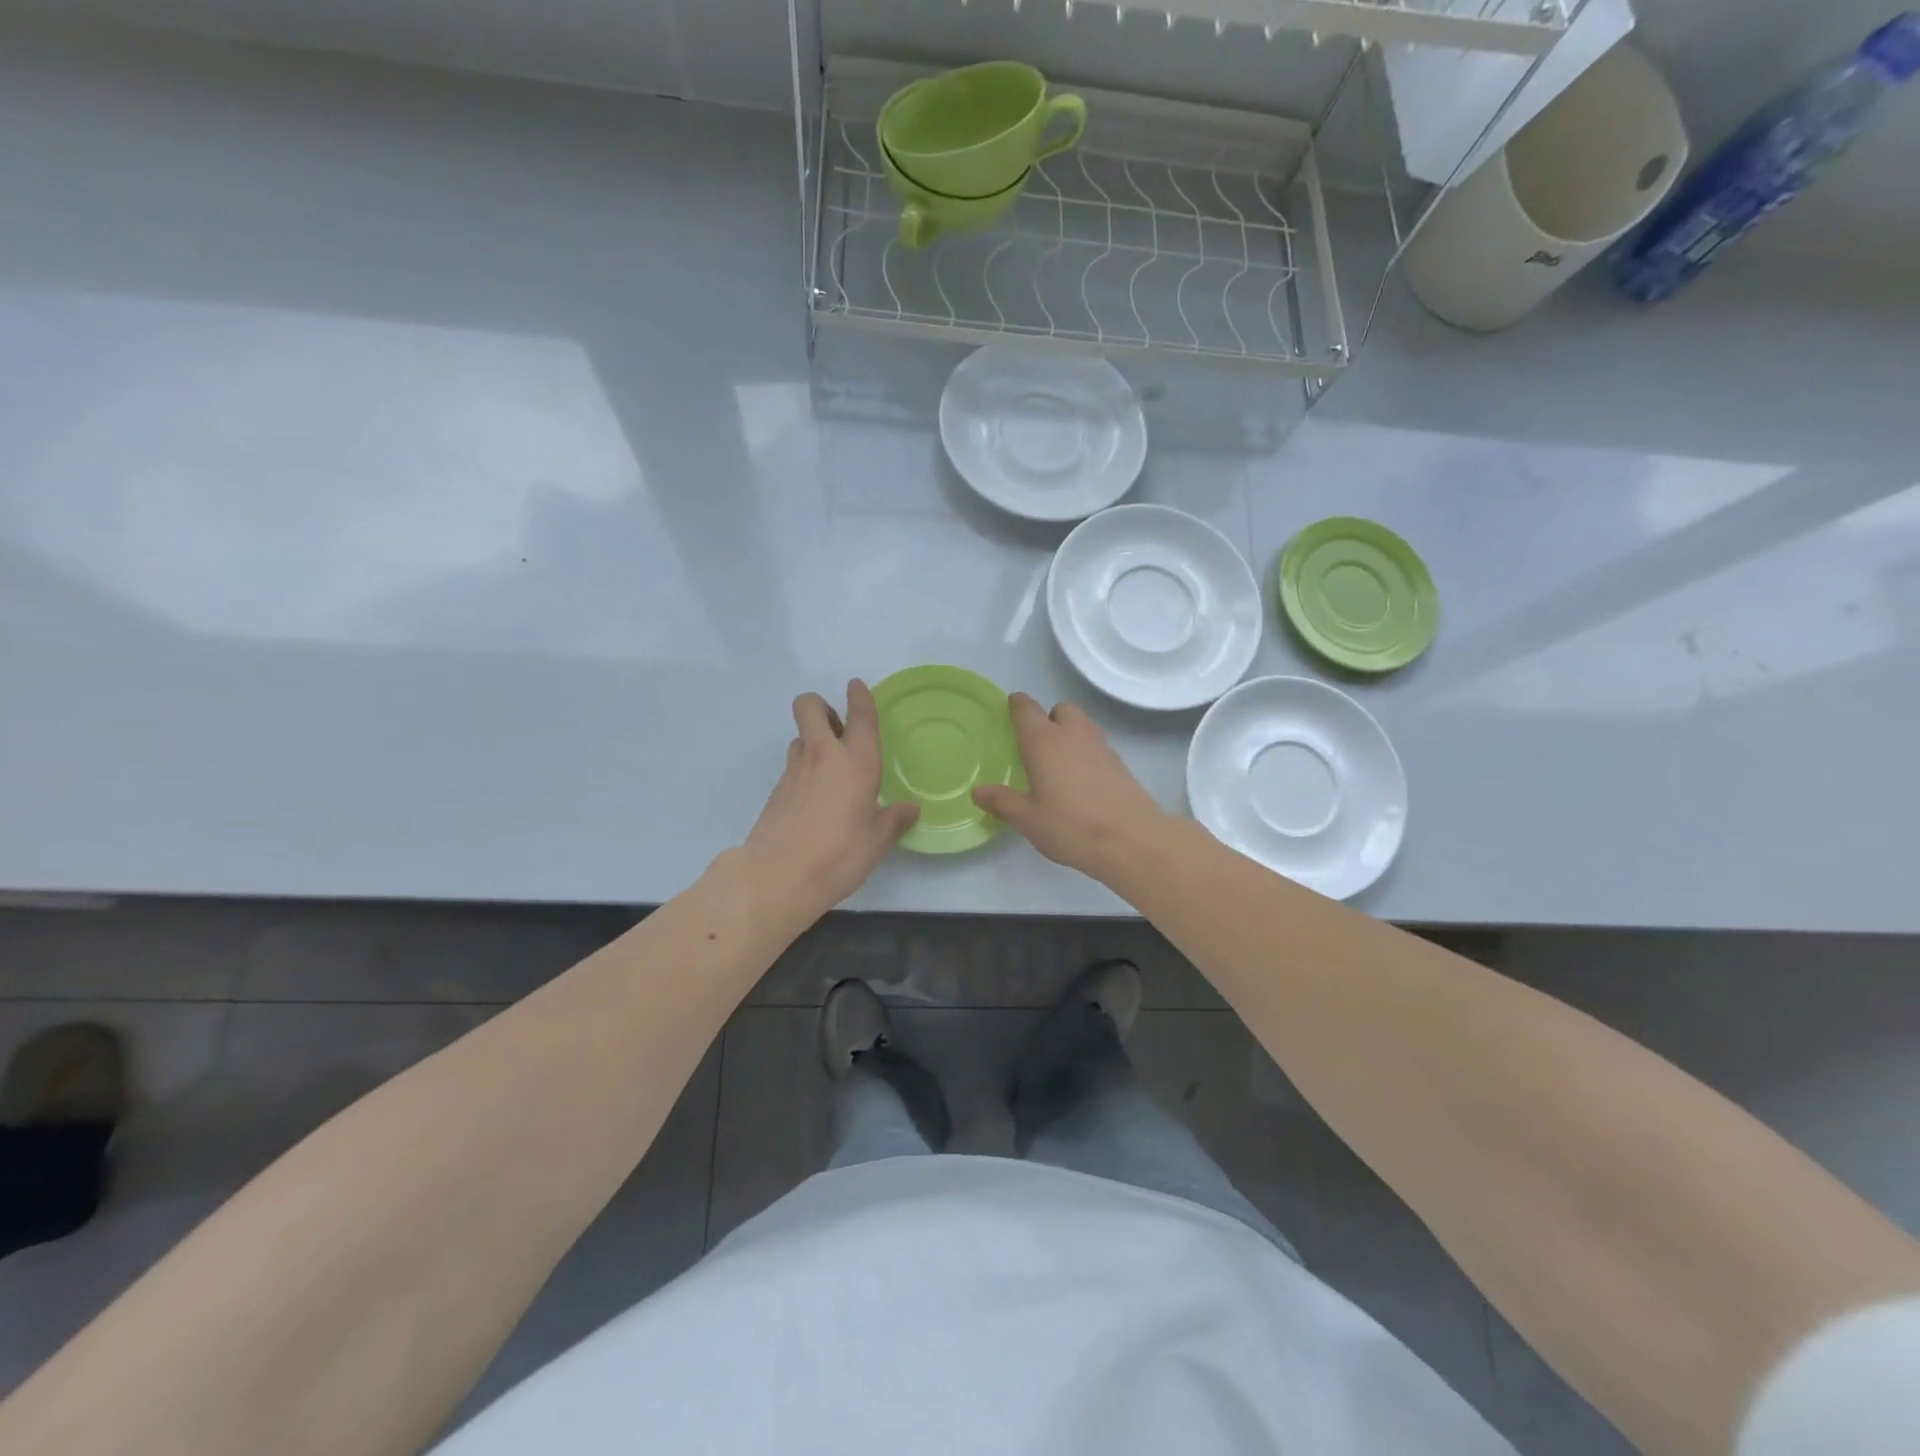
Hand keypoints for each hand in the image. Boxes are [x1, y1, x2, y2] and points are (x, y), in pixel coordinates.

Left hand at [744, 680, 918, 915]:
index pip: (860, 717)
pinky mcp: (776, 791)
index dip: (860, 697)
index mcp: (857, 763)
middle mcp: (823, 757)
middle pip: (810, 706)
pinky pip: (792, 766)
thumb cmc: (839, 854)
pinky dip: (803, 770)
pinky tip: (814, 798)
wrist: (778, 875)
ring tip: (828, 767)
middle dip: (821, 706)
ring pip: (800, 736)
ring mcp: (794, 771)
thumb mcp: (876, 841)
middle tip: (837, 728)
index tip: (856, 686)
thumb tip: (909, 809)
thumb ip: (893, 820)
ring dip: (812, 740)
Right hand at [972, 694, 1166, 880]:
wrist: (1131, 840)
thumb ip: (1002, 801)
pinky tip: (1082, 780)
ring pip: (1083, 724)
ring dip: (1070, 732)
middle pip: (1061, 709)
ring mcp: (1101, 746)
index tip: (1010, 708)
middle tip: (1037, 743)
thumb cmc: (1071, 826)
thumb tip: (978, 791)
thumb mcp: (1028, 819)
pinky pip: (1097, 745)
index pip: (1027, 709)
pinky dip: (1087, 752)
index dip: (1017, 705)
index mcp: (1044, 742)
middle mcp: (1073, 735)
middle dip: (1049, 718)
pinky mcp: (1120, 763)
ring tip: (1059, 762)